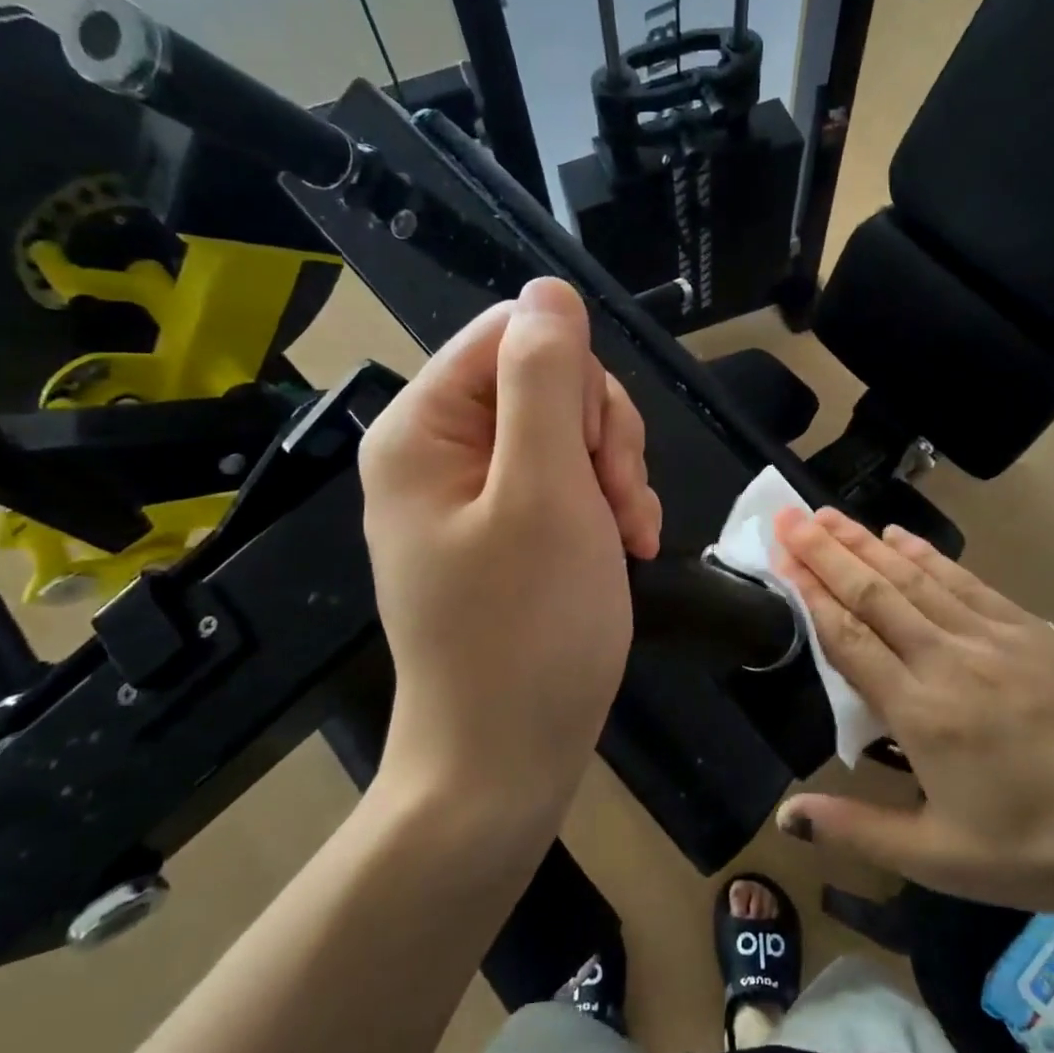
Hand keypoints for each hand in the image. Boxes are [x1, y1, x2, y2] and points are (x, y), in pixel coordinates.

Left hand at [358, 279, 660, 830]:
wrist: (506, 759)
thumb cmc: (528, 630)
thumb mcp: (547, 494)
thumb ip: (547, 382)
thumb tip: (550, 292)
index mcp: (425, 427)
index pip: (514, 335)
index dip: (577, 381)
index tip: (599, 455)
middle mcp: (439, 450)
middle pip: (546, 381)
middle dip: (602, 437)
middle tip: (620, 505)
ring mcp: (472, 494)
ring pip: (568, 431)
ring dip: (614, 475)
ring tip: (628, 536)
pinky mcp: (504, 529)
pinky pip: (566, 480)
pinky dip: (603, 506)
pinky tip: (622, 546)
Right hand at [772, 508, 1053, 919]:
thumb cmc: (1037, 848)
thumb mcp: (940, 858)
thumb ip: (857, 830)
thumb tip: (786, 815)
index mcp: (922, 712)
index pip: (850, 638)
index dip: (810, 593)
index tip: (781, 555)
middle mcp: (950, 660)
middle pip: (875, 594)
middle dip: (827, 552)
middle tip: (790, 516)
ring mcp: (992, 638)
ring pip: (916, 578)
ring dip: (867, 543)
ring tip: (829, 515)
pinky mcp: (1028, 630)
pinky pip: (965, 581)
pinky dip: (927, 555)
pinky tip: (901, 535)